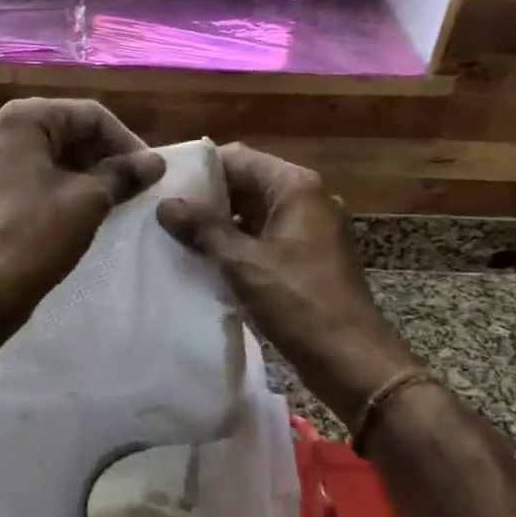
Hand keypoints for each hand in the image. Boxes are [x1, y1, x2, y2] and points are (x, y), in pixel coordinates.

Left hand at [0, 98, 164, 311]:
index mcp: (22, 119)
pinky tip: (86, 210)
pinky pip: (33, 176)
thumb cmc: (37, 234)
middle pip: (67, 131)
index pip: (88, 115)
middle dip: (105, 155)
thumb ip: (124, 173)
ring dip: (87, 172)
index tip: (149, 171)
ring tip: (117, 198)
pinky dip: (63, 186)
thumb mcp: (89, 199)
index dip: (125, 140)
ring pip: (51, 155)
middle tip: (135, 184)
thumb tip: (155, 162)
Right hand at [158, 143, 412, 425]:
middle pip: (247, 182)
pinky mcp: (309, 256)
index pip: (238, 158)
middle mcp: (307, 198)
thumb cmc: (298, 302)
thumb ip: (203, 229)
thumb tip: (165, 204)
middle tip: (163, 213)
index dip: (199, 169)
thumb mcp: (243, 263)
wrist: (351, 359)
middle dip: (207, 198)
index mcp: (295, 187)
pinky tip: (207, 260)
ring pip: (255, 212)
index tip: (163, 185)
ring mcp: (311, 228)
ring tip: (177, 237)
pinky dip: (239, 244)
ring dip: (221, 223)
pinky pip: (266, 237)